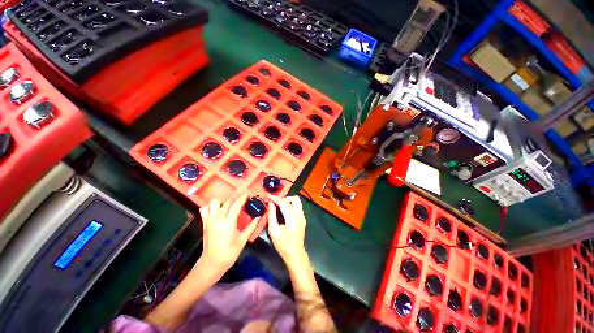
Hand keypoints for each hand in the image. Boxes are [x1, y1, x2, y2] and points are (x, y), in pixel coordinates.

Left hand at [199, 195, 258, 276]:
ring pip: (214, 202)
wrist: (213, 262)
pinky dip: (210, 206)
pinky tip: (216, 210)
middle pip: (226, 202)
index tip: (247, 195)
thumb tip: (259, 217)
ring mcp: (209, 220)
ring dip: (222, 201)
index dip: (242, 198)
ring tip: (228, 205)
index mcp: (228, 222)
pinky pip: (204, 209)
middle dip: (234, 199)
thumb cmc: (230, 252)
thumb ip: (251, 226)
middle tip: (240, 201)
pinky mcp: (204, 223)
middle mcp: (218, 218)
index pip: (236, 205)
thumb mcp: (243, 239)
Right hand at [267, 195, 307, 266]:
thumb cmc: (283, 244)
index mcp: (293, 217)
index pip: (284, 203)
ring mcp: (302, 216)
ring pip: (297, 202)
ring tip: (278, 205)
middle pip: (294, 199)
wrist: (295, 254)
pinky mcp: (303, 219)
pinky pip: (297, 207)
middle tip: (275, 202)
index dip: (275, 198)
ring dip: (288, 201)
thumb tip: (270, 203)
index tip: (268, 195)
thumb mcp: (274, 231)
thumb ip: (272, 215)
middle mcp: (300, 214)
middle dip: (284, 198)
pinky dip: (290, 205)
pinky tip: (284, 211)